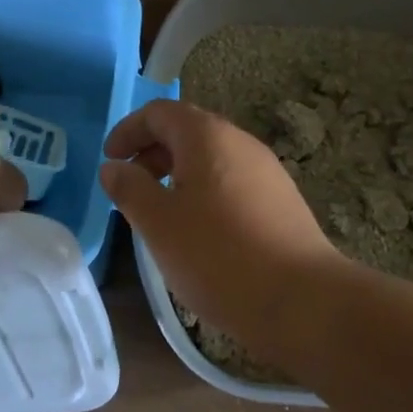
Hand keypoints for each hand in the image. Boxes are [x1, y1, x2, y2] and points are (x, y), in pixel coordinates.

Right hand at [101, 99, 344, 349]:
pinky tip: (201, 231)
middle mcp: (241, 142)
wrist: (301, 299)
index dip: (129, 130)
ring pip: (212, 157)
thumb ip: (130, 189)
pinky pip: (233, 180)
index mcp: (207, 136)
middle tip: (131, 187)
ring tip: (162, 212)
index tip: (110, 161)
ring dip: (179, 173)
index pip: (160, 112)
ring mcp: (267, 170)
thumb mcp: (159, 223)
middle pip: (188, 130)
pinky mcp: (282, 200)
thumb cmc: (217, 255)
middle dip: (153, 152)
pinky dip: (206, 191)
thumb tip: (113, 167)